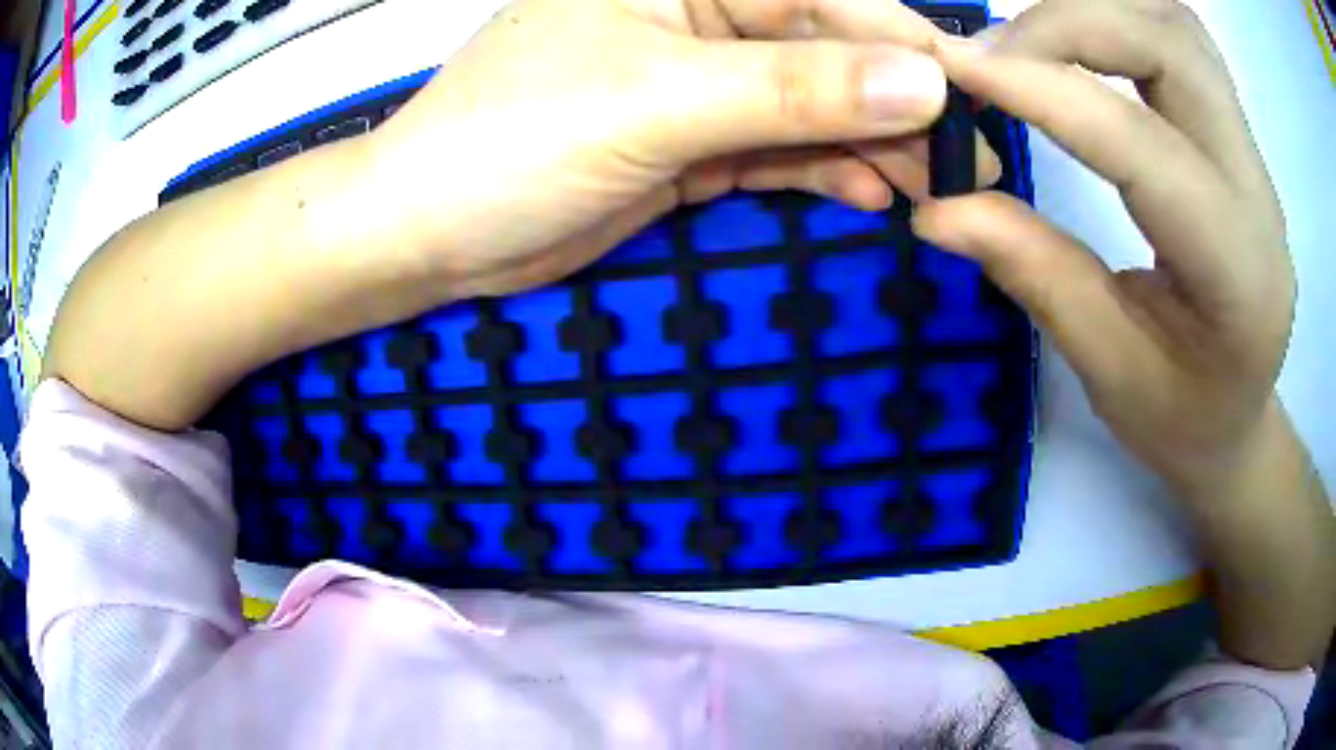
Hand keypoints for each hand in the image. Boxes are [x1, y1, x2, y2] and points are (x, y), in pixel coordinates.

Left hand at [365, 0, 999, 297]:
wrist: (432, 233)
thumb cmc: (509, 143)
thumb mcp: (654, 102)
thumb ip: (792, 88)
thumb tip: (921, 82)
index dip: (906, 46)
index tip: (971, 102)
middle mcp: (697, 19)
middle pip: (828, 52)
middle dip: (901, 105)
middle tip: (967, 165)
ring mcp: (698, 85)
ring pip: (814, 106)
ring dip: (876, 146)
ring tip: (932, 191)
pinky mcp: (693, 144)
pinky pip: (784, 150)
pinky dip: (831, 172)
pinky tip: (873, 196)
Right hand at [915, 0, 1291, 500]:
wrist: (1239, 420)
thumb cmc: (1183, 420)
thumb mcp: (1109, 371)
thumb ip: (1037, 274)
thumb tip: (937, 207)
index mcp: (1238, 274)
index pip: (1144, 147)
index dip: (1047, 94)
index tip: (954, 70)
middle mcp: (1257, 192)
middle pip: (1171, 46)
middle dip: (1069, 27)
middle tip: (991, 58)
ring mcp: (1251, 154)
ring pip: (1176, 26)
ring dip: (1096, 13)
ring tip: (1030, 48)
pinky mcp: (1235, 136)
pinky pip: (1180, 39)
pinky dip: (1121, 19)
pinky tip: (1082, 47)